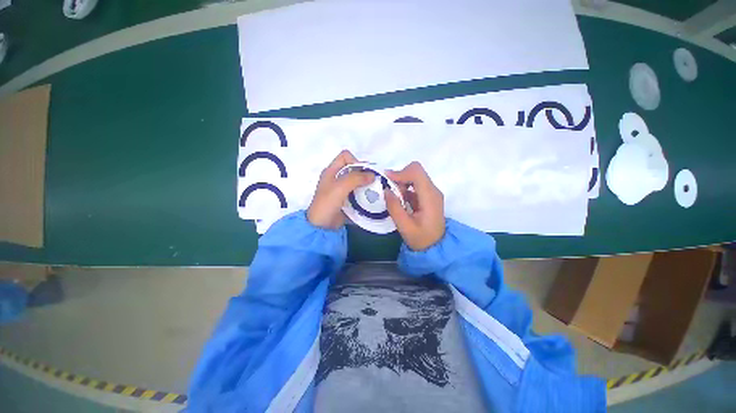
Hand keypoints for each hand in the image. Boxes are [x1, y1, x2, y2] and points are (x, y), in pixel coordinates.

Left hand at [307, 150, 373, 229]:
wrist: (321, 225)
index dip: (355, 161)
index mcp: (331, 171)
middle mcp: (337, 177)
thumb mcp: (340, 187)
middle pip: (353, 168)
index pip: (345, 156)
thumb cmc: (327, 203)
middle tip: (373, 182)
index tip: (363, 173)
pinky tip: (370, 198)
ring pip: (357, 181)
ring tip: (374, 191)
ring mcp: (342, 189)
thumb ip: (356, 178)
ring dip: (366, 184)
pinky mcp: (347, 199)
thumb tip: (373, 175)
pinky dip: (365, 193)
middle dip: (364, 173)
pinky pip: (358, 192)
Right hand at [384, 162, 445, 250]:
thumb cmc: (421, 239)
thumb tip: (386, 190)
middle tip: (391, 191)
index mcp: (430, 197)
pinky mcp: (428, 196)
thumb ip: (394, 208)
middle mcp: (433, 190)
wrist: (436, 247)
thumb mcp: (404, 226)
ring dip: (402, 183)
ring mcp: (432, 192)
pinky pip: (415, 184)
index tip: (387, 181)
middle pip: (416, 171)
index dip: (401, 172)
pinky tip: (401, 201)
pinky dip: (405, 188)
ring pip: (415, 176)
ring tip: (396, 198)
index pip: (416, 172)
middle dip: (400, 177)